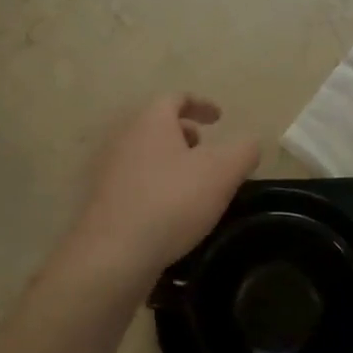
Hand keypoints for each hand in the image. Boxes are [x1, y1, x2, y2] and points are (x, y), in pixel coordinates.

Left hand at [66, 94, 260, 284]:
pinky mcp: (102, 201)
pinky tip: (171, 212)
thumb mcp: (222, 172)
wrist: (113, 254)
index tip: (220, 118)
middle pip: (157, 125)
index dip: (201, 105)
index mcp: (150, 121)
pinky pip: (135, 182)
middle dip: (185, 134)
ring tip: (193, 185)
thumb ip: (243, 150)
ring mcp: (107, 170)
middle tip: (207, 152)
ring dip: (170, 162)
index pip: (175, 98)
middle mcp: (123, 138)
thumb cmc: (171, 201)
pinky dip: (156, 186)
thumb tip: (250, 142)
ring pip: (145, 154)